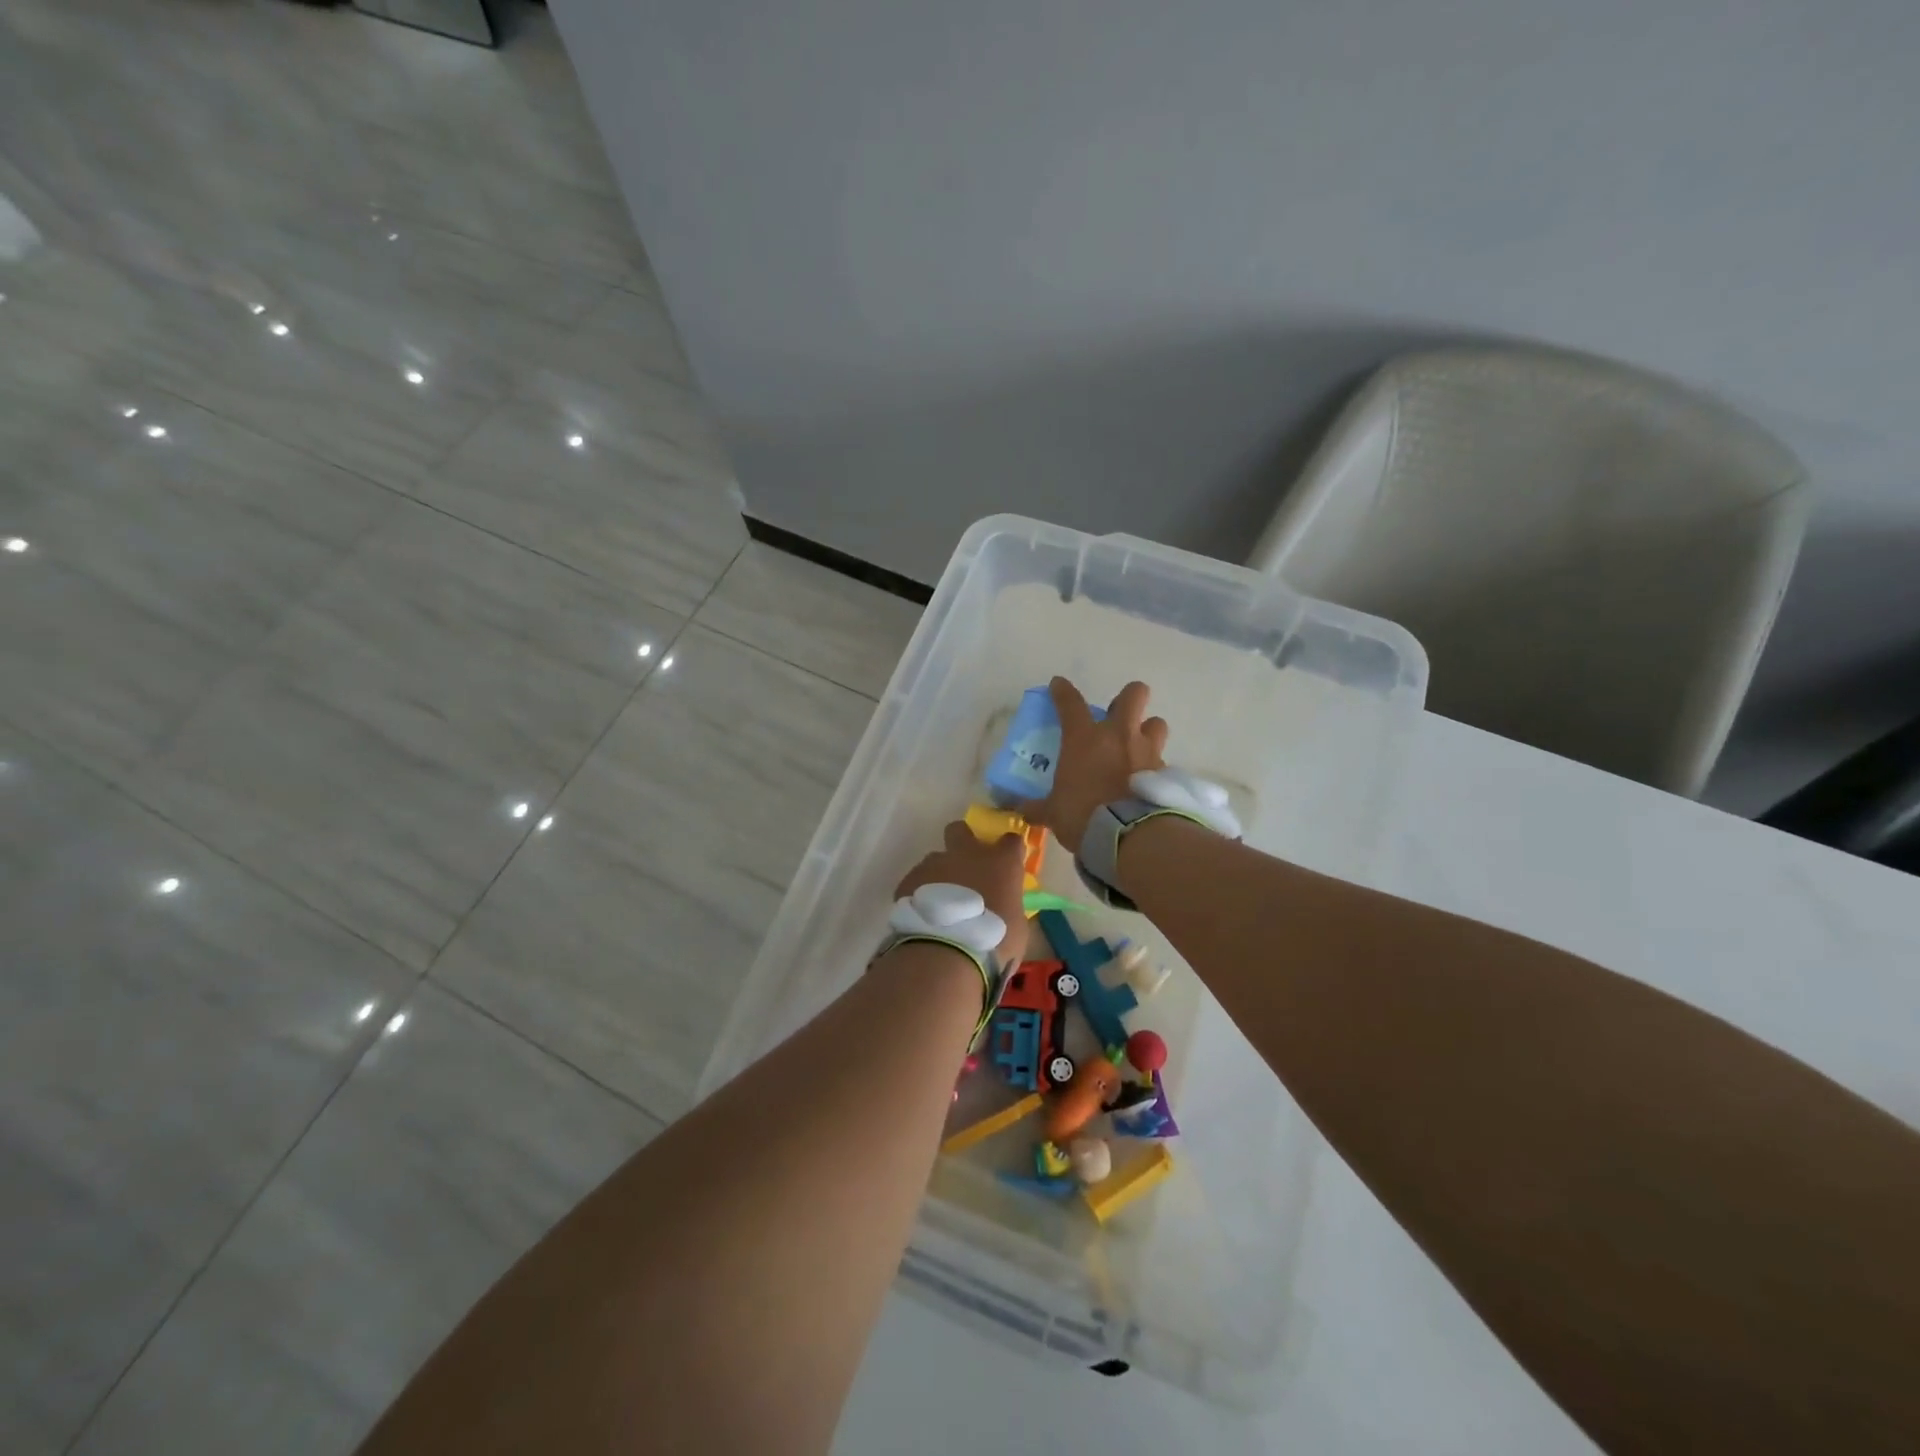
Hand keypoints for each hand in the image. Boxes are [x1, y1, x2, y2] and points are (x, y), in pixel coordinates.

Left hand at [896, 822, 1030, 964]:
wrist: (945, 951)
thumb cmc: (992, 941)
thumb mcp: (1017, 929)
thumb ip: (1009, 908)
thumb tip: (1005, 909)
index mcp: (1001, 863)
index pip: (1011, 840)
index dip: (1009, 850)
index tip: (1008, 864)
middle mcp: (967, 854)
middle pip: (961, 830)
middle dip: (962, 841)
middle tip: (966, 867)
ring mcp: (934, 864)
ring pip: (936, 859)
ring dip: (940, 875)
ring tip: (940, 905)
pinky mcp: (909, 880)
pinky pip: (917, 881)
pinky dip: (921, 894)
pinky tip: (923, 916)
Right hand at [1021, 677, 1167, 853]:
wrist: (1130, 836)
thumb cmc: (1084, 815)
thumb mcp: (1054, 813)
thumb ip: (1038, 807)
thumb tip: (1019, 810)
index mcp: (1085, 738)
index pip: (1070, 703)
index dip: (1062, 691)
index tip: (1058, 685)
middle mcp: (1119, 735)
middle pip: (1134, 694)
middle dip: (1127, 698)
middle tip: (1116, 716)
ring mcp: (1146, 751)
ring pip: (1156, 723)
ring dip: (1147, 731)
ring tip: (1137, 748)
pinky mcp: (1164, 772)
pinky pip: (1161, 759)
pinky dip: (1153, 767)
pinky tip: (1144, 781)